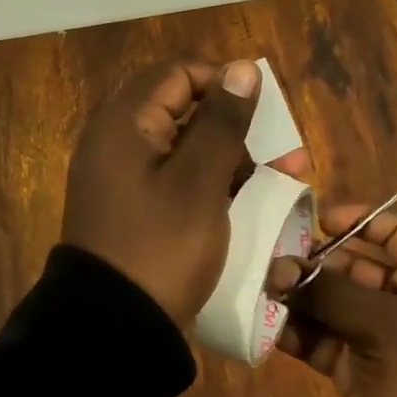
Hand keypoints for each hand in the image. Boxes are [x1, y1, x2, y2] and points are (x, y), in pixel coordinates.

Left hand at [62, 58, 261, 326]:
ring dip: (231, 156)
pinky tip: (246, 200)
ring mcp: (123, 175)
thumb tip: (242, 68)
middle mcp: (117, 139)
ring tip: (279, 180)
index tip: (264, 113)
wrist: (114, 328)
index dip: (225, 83)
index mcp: (124, 122)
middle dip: (237, 126)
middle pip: (184, 108)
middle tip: (283, 154)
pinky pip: (176, 176)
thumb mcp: (199, 181)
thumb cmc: (161, 246)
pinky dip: (210, 181)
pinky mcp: (133, 205)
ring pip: (185, 146)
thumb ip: (222, 121)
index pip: (179, 73)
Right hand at [268, 203, 396, 396]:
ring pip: (334, 303)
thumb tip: (279, 267)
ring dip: (302, 296)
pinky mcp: (357, 367)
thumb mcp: (380, 325)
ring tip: (266, 289)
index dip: (361, 220)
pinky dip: (298, 332)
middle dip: (317, 264)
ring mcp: (380, 336)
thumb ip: (328, 292)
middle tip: (276, 260)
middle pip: (357, 266)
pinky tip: (268, 325)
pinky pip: (323, 338)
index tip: (319, 221)